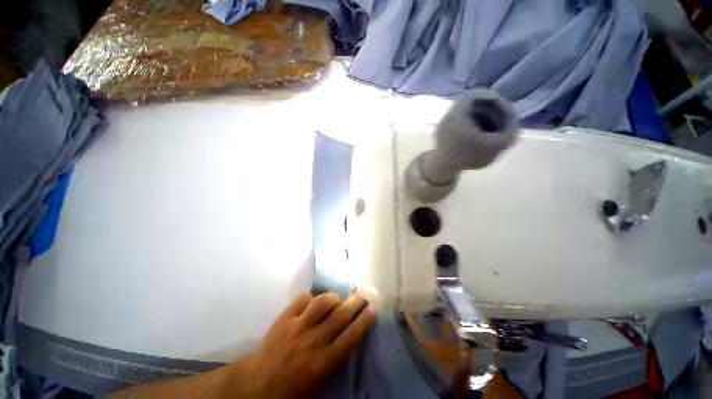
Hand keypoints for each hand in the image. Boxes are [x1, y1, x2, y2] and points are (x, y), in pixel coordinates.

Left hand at [227, 292, 374, 397]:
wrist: (256, 385)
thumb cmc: (290, 390)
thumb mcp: (318, 385)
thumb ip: (336, 360)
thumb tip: (350, 337)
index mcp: (322, 363)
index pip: (351, 337)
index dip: (364, 321)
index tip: (371, 310)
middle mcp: (312, 341)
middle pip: (340, 315)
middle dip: (355, 303)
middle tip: (361, 297)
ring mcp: (297, 326)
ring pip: (322, 302)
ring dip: (334, 297)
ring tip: (338, 298)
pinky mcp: (284, 318)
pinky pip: (303, 299)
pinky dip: (313, 298)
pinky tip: (315, 302)